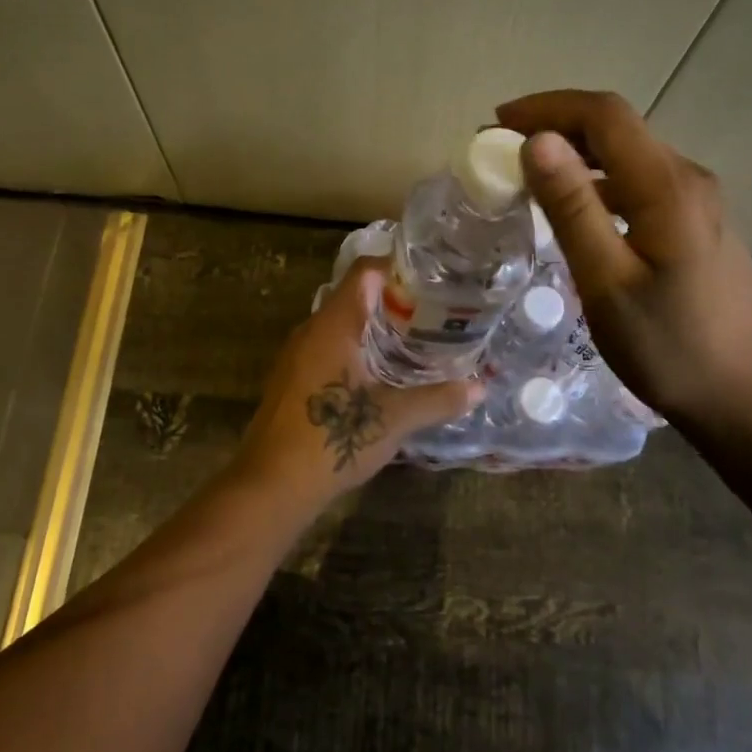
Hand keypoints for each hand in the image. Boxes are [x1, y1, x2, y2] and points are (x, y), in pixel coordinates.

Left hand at [233, 258, 481, 508]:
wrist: (271, 485)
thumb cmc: (332, 438)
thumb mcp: (395, 418)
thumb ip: (438, 399)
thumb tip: (479, 388)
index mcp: (334, 324)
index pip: (364, 271)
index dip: (397, 266)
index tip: (431, 277)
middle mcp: (311, 330)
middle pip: (354, 296)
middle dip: (393, 300)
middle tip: (433, 311)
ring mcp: (297, 355)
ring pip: (341, 325)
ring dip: (375, 328)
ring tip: (416, 340)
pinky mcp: (292, 380)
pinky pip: (329, 348)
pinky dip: (357, 349)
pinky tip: (382, 374)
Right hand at [496, 90, 751, 446]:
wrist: (745, 399)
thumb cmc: (669, 348)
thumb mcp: (607, 282)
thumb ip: (572, 208)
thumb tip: (538, 141)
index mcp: (667, 186)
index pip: (604, 114)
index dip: (547, 107)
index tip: (497, 124)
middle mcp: (688, 178)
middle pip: (617, 128)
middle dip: (556, 127)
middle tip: (503, 152)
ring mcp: (699, 201)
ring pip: (629, 155)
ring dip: (577, 155)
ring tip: (529, 177)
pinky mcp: (699, 224)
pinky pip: (641, 183)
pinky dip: (600, 182)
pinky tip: (577, 212)